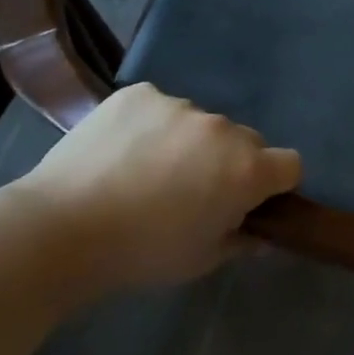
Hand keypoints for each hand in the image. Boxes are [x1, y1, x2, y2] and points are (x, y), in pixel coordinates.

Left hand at [12, 83, 300, 298]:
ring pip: (201, 123)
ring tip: (146, 172)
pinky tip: (122, 152)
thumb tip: (261, 236)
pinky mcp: (140, 94)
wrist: (63, 228)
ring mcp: (180, 106)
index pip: (290, 164)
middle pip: (246, 141)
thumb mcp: (202, 260)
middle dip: (231, 162)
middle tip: (193, 191)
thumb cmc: (143, 253)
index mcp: (247, 169)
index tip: (250, 201)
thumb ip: (241, 242)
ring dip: (190, 143)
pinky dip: (151, 125)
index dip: (275, 183)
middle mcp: (223, 129)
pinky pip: (160, 107)